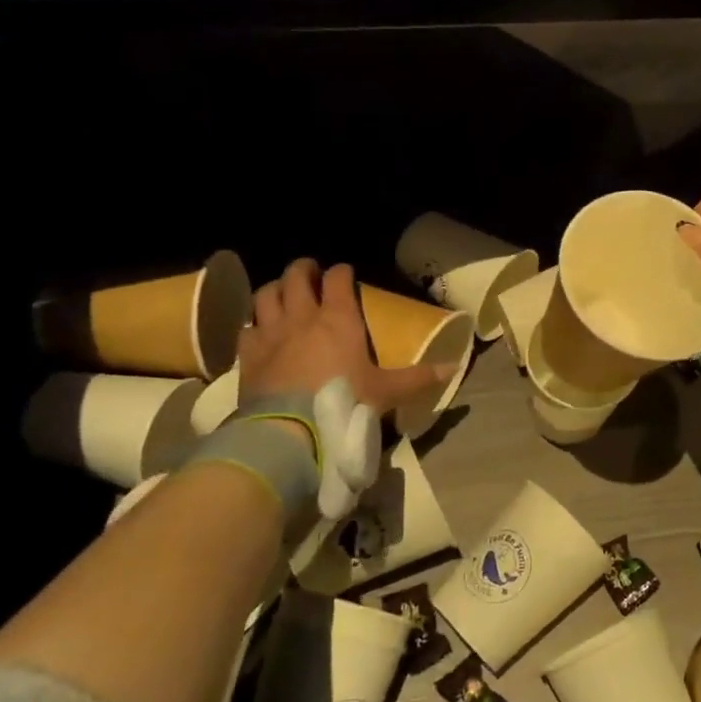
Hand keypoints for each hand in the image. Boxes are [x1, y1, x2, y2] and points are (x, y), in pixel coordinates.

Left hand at [240, 260, 450, 418]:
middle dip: (304, 269)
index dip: (342, 272)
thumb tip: (454, 368)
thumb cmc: (344, 404)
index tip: (346, 273)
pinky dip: (254, 324)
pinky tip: (260, 332)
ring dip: (275, 289)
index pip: (338, 279)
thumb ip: (418, 378)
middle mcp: (302, 317)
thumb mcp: (386, 392)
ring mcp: (271, 333)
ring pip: (266, 294)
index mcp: (339, 320)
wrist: (290, 432)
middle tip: (311, 273)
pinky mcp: (248, 354)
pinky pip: (247, 327)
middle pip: (296, 276)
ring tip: (282, 293)